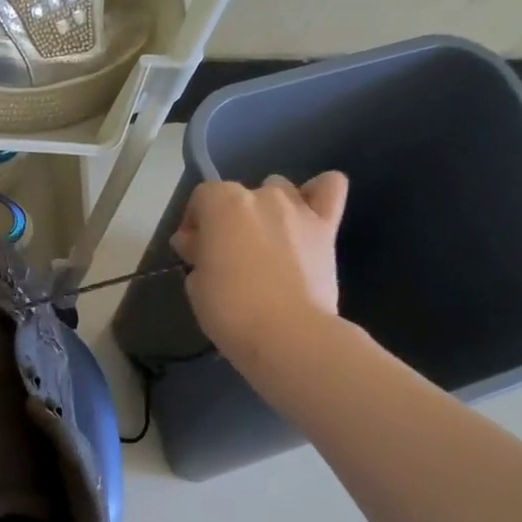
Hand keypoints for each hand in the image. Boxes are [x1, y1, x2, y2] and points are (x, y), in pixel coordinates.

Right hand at [171, 172, 347, 363]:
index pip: (201, 197)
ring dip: (267, 209)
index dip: (194, 222)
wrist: (288, 334)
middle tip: (225, 257)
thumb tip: (198, 243)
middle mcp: (262, 195)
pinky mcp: (327, 226)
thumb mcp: (196, 285)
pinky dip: (317, 193)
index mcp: (224, 205)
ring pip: (280, 189)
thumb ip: (197, 254)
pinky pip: (329, 187)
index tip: (191, 251)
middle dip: (228, 221)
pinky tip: (307, 214)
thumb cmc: (231, 310)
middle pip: (239, 195)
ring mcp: (298, 208)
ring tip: (265, 242)